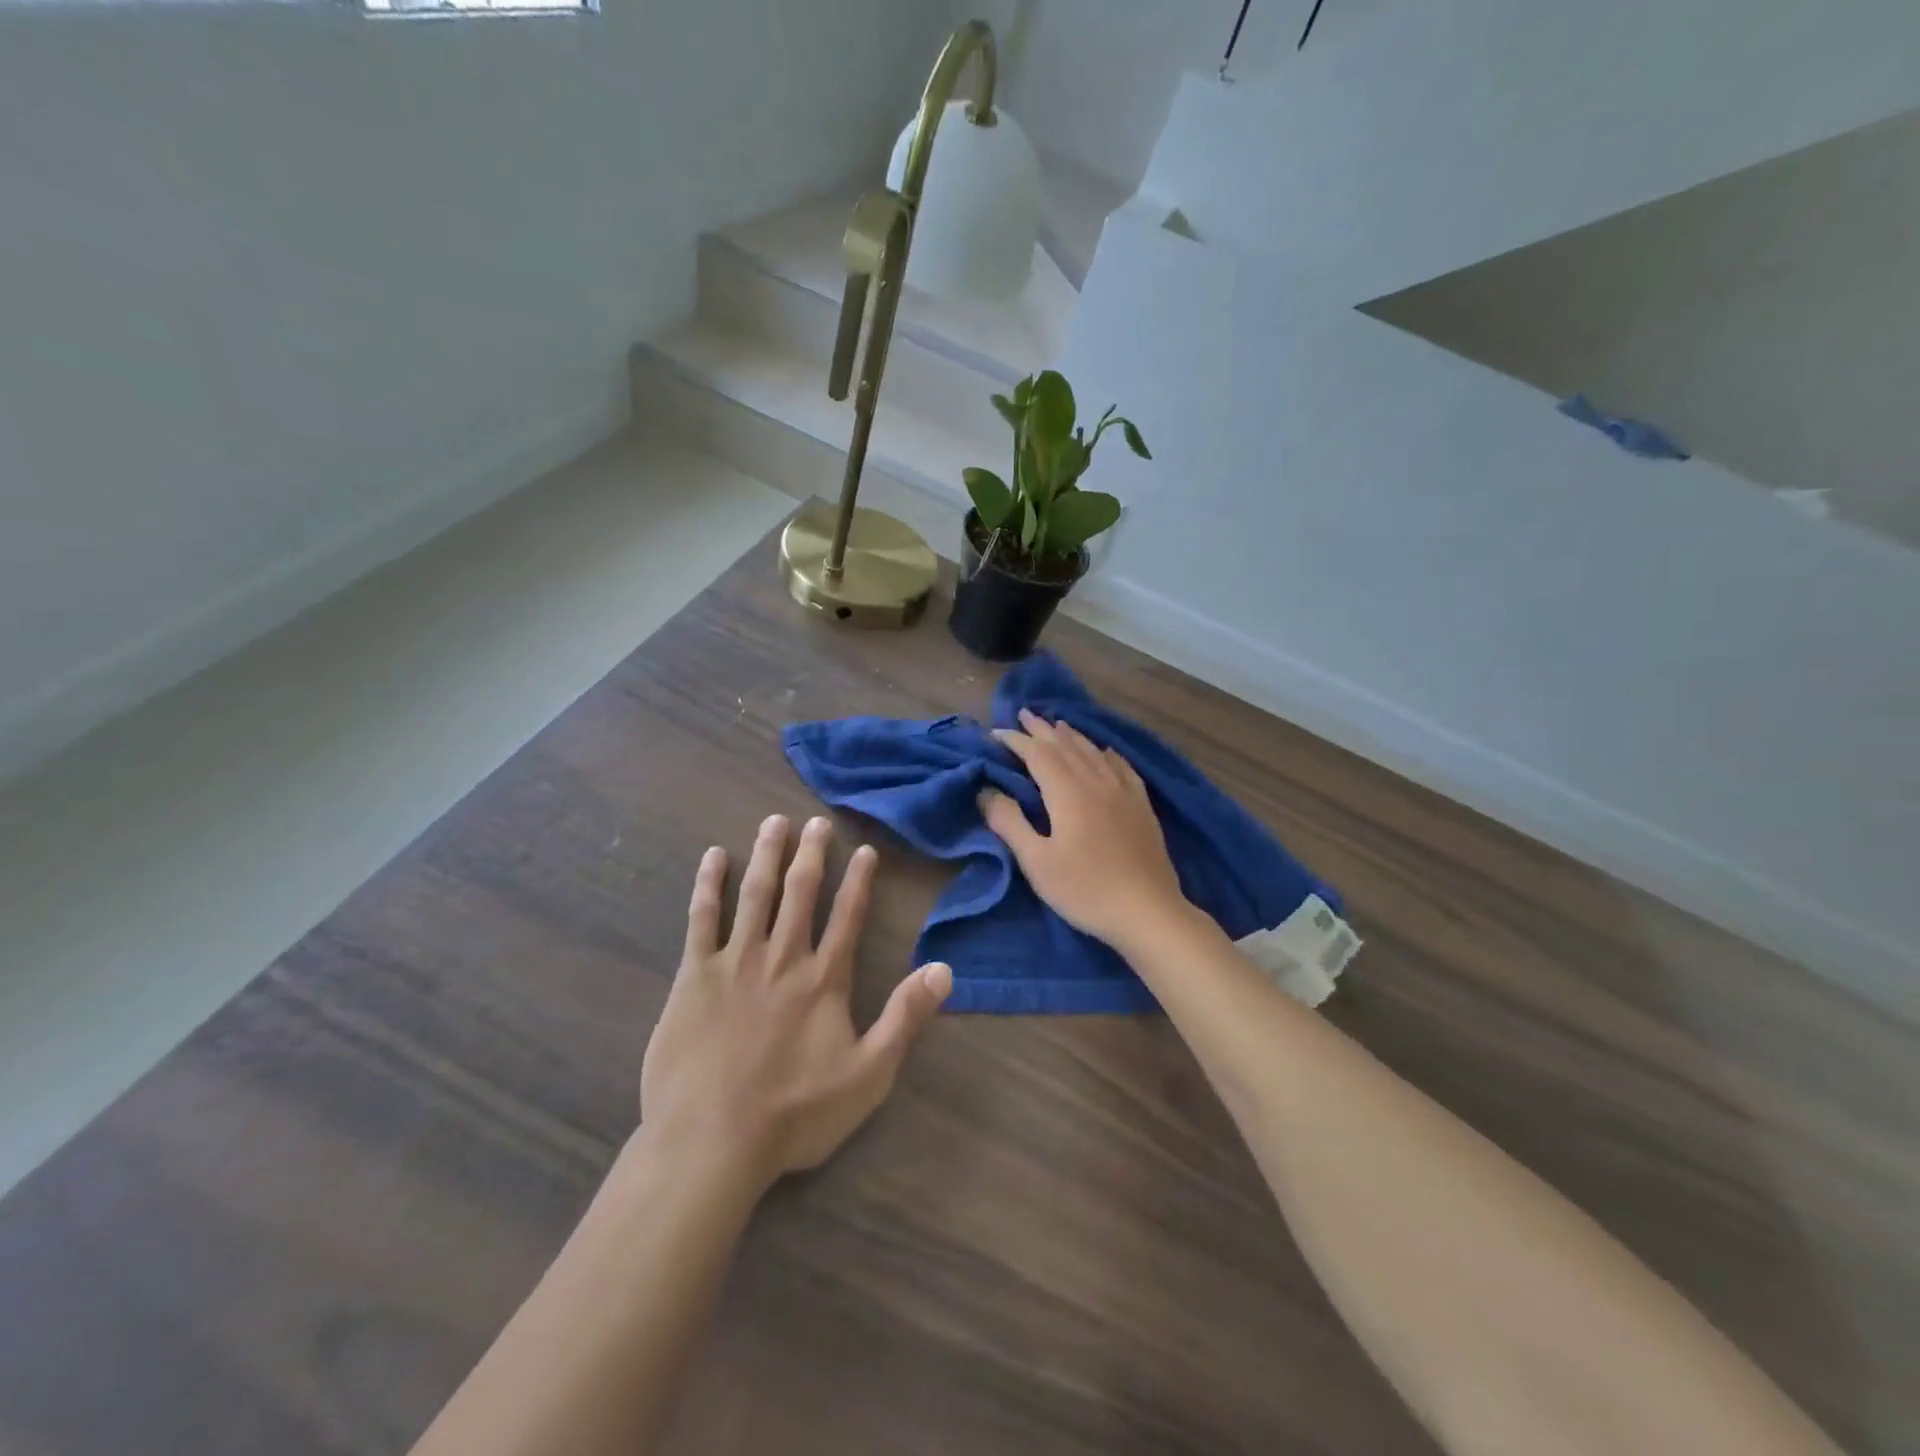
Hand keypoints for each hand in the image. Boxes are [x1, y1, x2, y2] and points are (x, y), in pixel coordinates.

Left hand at [639, 814, 950, 1193]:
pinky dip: (708, 884)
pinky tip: (713, 857)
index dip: (859, 880)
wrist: (711, 1141)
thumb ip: (905, 1018)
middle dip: (811, 854)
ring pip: (755, 894)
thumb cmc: (795, 1113)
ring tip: (773, 822)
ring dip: (766, 855)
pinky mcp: (694, 976)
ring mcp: (736, 962)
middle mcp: (783, 957)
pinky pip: (702, 918)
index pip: (848, 915)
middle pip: (801, 892)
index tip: (864, 849)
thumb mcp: (868, 1075)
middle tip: (816, 821)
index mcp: (824, 978)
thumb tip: (944, 970)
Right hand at [979, 709, 1187, 948]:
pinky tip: (1106, 752)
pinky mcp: (1142, 807)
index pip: (1038, 755)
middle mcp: (1097, 782)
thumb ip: (1010, 823)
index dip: (1016, 741)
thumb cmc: (1085, 890)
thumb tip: (986, 791)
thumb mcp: (1037, 862)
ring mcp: (1124, 793)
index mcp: (1068, 793)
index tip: (996, 732)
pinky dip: (1108, 754)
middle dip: (1043, 730)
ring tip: (1058, 725)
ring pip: (1094, 753)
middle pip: (1066, 747)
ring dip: (1073, 737)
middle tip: (1025, 714)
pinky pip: (1123, 768)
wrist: (1148, 912)